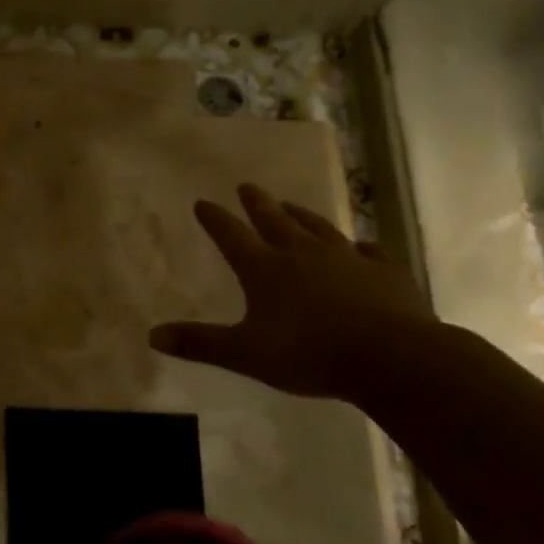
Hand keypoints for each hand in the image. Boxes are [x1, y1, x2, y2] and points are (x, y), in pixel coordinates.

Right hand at [150, 184, 437, 400]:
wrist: (392, 357)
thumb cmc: (309, 354)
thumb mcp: (245, 354)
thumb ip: (200, 343)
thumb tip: (152, 336)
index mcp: (264, 269)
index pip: (231, 236)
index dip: (214, 219)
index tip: (202, 202)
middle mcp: (302, 253)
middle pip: (274, 220)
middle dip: (257, 203)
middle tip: (247, 185)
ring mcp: (347, 259)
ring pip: (318, 228)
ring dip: (301, 215)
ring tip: (290, 204)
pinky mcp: (384, 272)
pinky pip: (370, 252)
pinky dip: (361, 246)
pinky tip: (361, 246)